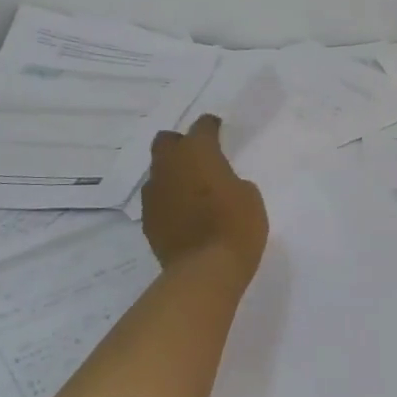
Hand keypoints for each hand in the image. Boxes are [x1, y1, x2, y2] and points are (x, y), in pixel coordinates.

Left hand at [141, 114, 268, 278]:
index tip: (218, 130)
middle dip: (180, 144)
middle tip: (198, 157)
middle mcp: (169, 166)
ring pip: (158, 171)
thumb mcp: (249, 196)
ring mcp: (154, 193)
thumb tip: (218, 185)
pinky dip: (169, 200)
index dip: (211, 127)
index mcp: (198, 152)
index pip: (201, 126)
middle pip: (166, 141)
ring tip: (191, 189)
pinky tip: (183, 213)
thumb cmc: (236, 226)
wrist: (205, 270)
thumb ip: (231, 181)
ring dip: (172, 174)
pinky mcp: (148, 219)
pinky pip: (157, 199)